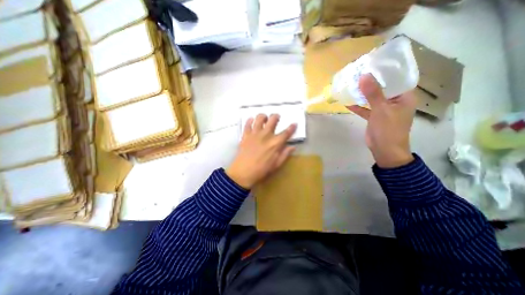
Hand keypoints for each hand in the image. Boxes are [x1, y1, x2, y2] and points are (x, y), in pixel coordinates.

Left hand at [227, 114, 296, 186]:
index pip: (286, 132)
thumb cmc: (261, 170)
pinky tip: (252, 121)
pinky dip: (250, 120)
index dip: (291, 127)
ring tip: (264, 119)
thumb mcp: (276, 164)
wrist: (243, 172)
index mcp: (275, 143)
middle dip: (276, 116)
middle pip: (273, 120)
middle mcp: (266, 135)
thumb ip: (285, 154)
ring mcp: (255, 133)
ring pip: (260, 118)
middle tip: (276, 118)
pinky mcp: (246, 135)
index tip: (294, 124)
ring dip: (263, 116)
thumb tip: (292, 147)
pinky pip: (248, 123)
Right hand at [348, 74, 416, 167]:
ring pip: (372, 98)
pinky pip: (366, 109)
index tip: (373, 64)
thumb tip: (364, 76)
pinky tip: (347, 102)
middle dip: (371, 82)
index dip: (385, 71)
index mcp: (404, 96)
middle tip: (359, 73)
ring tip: (351, 85)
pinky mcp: (374, 117)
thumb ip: (373, 93)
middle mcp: (395, 101)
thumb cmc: (388, 129)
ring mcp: (384, 110)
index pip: (396, 78)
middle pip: (382, 88)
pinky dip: (358, 106)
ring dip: (363, 94)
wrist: (384, 150)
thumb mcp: (381, 109)